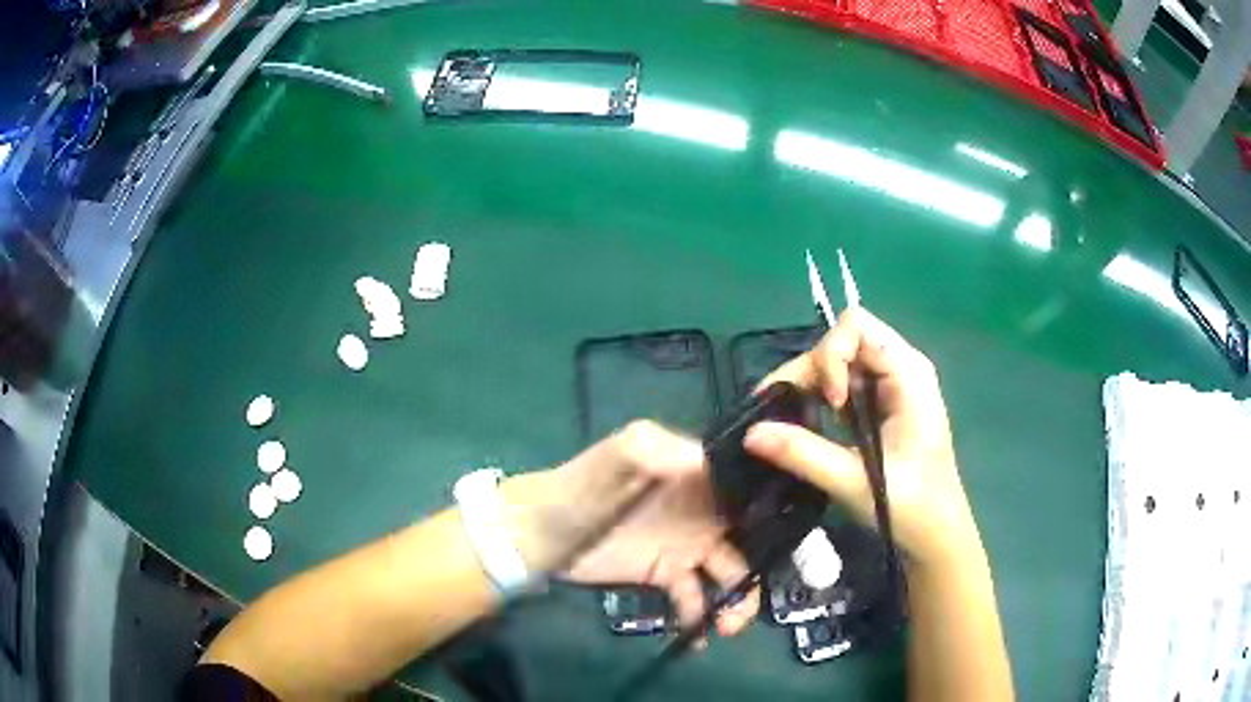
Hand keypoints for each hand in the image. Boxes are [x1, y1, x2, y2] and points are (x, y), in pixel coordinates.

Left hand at [502, 421, 758, 636]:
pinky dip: (700, 616)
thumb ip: (652, 451)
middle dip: (763, 564)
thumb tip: (702, 462)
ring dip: (737, 599)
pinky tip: (698, 637)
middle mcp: (701, 508)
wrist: (539, 531)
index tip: (794, 535)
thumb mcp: (613, 458)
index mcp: (695, 472)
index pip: (748, 485)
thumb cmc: (579, 489)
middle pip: (750, 534)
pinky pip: (694, 597)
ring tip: (729, 626)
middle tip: (757, 595)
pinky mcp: (666, 574)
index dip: (774, 507)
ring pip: (729, 572)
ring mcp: (686, 544)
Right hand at [743, 307, 980, 565]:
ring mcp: (891, 384)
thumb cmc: (911, 507)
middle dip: (812, 371)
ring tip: (796, 423)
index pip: (856, 327)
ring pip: (839, 360)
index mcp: (908, 374)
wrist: (937, 533)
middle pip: (843, 340)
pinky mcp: (882, 402)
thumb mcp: (856, 482)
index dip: (831, 356)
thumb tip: (750, 432)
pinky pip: (844, 382)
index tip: (828, 404)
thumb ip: (804, 454)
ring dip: (812, 385)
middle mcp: (900, 367)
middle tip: (789, 415)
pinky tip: (813, 426)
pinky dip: (820, 398)